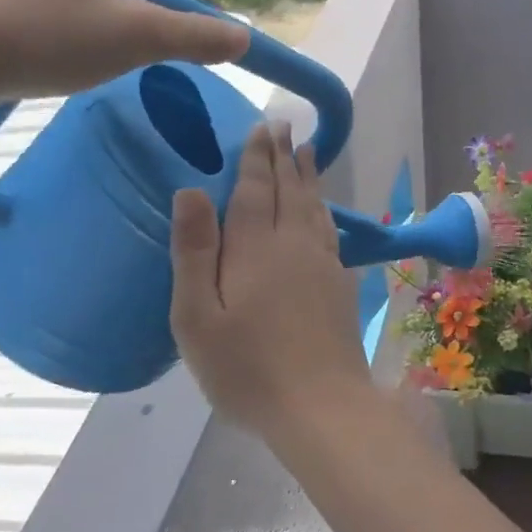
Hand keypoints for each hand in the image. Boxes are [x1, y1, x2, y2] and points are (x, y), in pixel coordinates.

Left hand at [0, 0, 247, 99]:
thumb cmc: (51, 37)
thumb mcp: (139, 40)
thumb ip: (199, 37)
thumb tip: (243, 38)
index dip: (203, 12)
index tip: (211, 49)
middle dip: (155, 12)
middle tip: (148, 56)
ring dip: (120, 14)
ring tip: (105, 52)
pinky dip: (84, 11)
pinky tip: (69, 39)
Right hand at [169, 122, 375, 440]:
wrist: (320, 405)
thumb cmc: (247, 367)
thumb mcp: (198, 316)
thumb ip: (195, 251)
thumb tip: (191, 190)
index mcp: (256, 247)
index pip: (256, 189)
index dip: (258, 157)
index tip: (262, 127)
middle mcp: (295, 245)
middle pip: (290, 190)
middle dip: (285, 156)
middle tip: (284, 127)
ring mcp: (324, 265)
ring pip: (314, 208)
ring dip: (308, 178)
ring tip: (308, 153)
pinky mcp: (340, 286)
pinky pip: (330, 233)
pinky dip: (323, 212)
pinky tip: (323, 213)